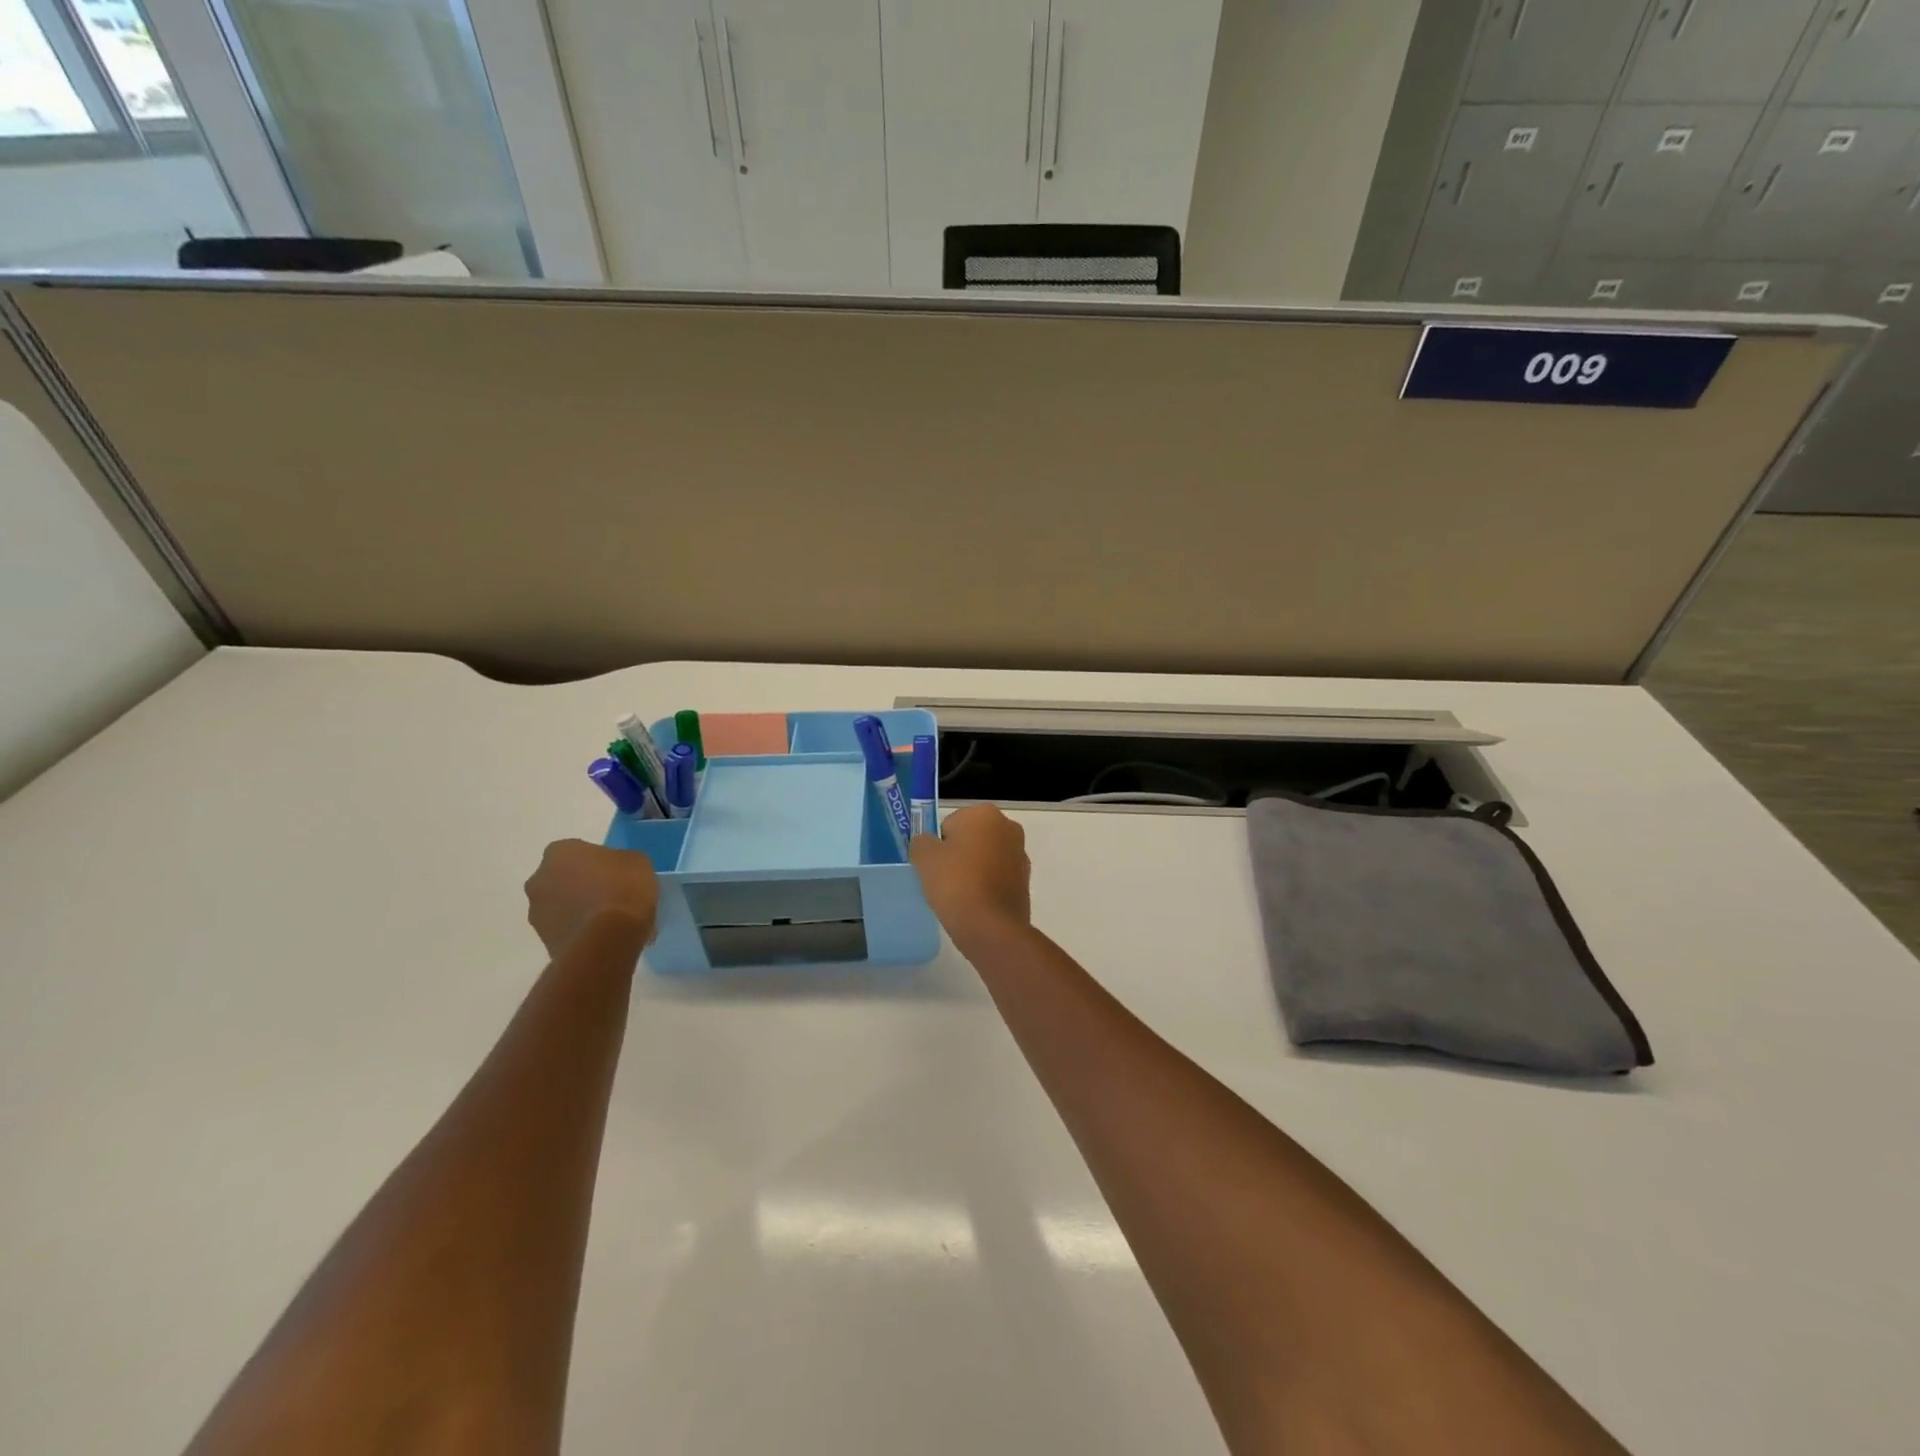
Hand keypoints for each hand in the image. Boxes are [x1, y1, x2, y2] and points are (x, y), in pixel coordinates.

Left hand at [524, 839, 659, 956]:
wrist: (608, 939)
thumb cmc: (623, 889)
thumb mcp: (637, 862)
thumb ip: (619, 862)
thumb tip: (615, 871)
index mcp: (559, 852)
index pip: (577, 850)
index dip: (597, 861)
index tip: (615, 872)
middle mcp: (539, 879)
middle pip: (563, 878)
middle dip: (582, 885)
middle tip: (611, 895)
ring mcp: (537, 913)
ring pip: (561, 905)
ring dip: (579, 909)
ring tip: (611, 922)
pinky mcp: (544, 941)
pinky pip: (566, 929)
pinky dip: (581, 930)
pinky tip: (606, 937)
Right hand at [909, 804, 1030, 940]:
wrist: (990, 926)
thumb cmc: (955, 882)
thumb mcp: (924, 857)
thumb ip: (922, 841)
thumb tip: (929, 843)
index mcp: (985, 813)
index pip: (950, 823)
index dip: (939, 844)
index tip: (935, 865)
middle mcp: (1009, 827)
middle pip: (971, 838)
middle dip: (959, 853)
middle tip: (944, 878)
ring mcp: (1020, 855)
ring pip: (985, 857)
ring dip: (974, 869)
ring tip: (959, 894)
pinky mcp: (1026, 881)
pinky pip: (997, 877)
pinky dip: (986, 885)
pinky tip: (975, 903)